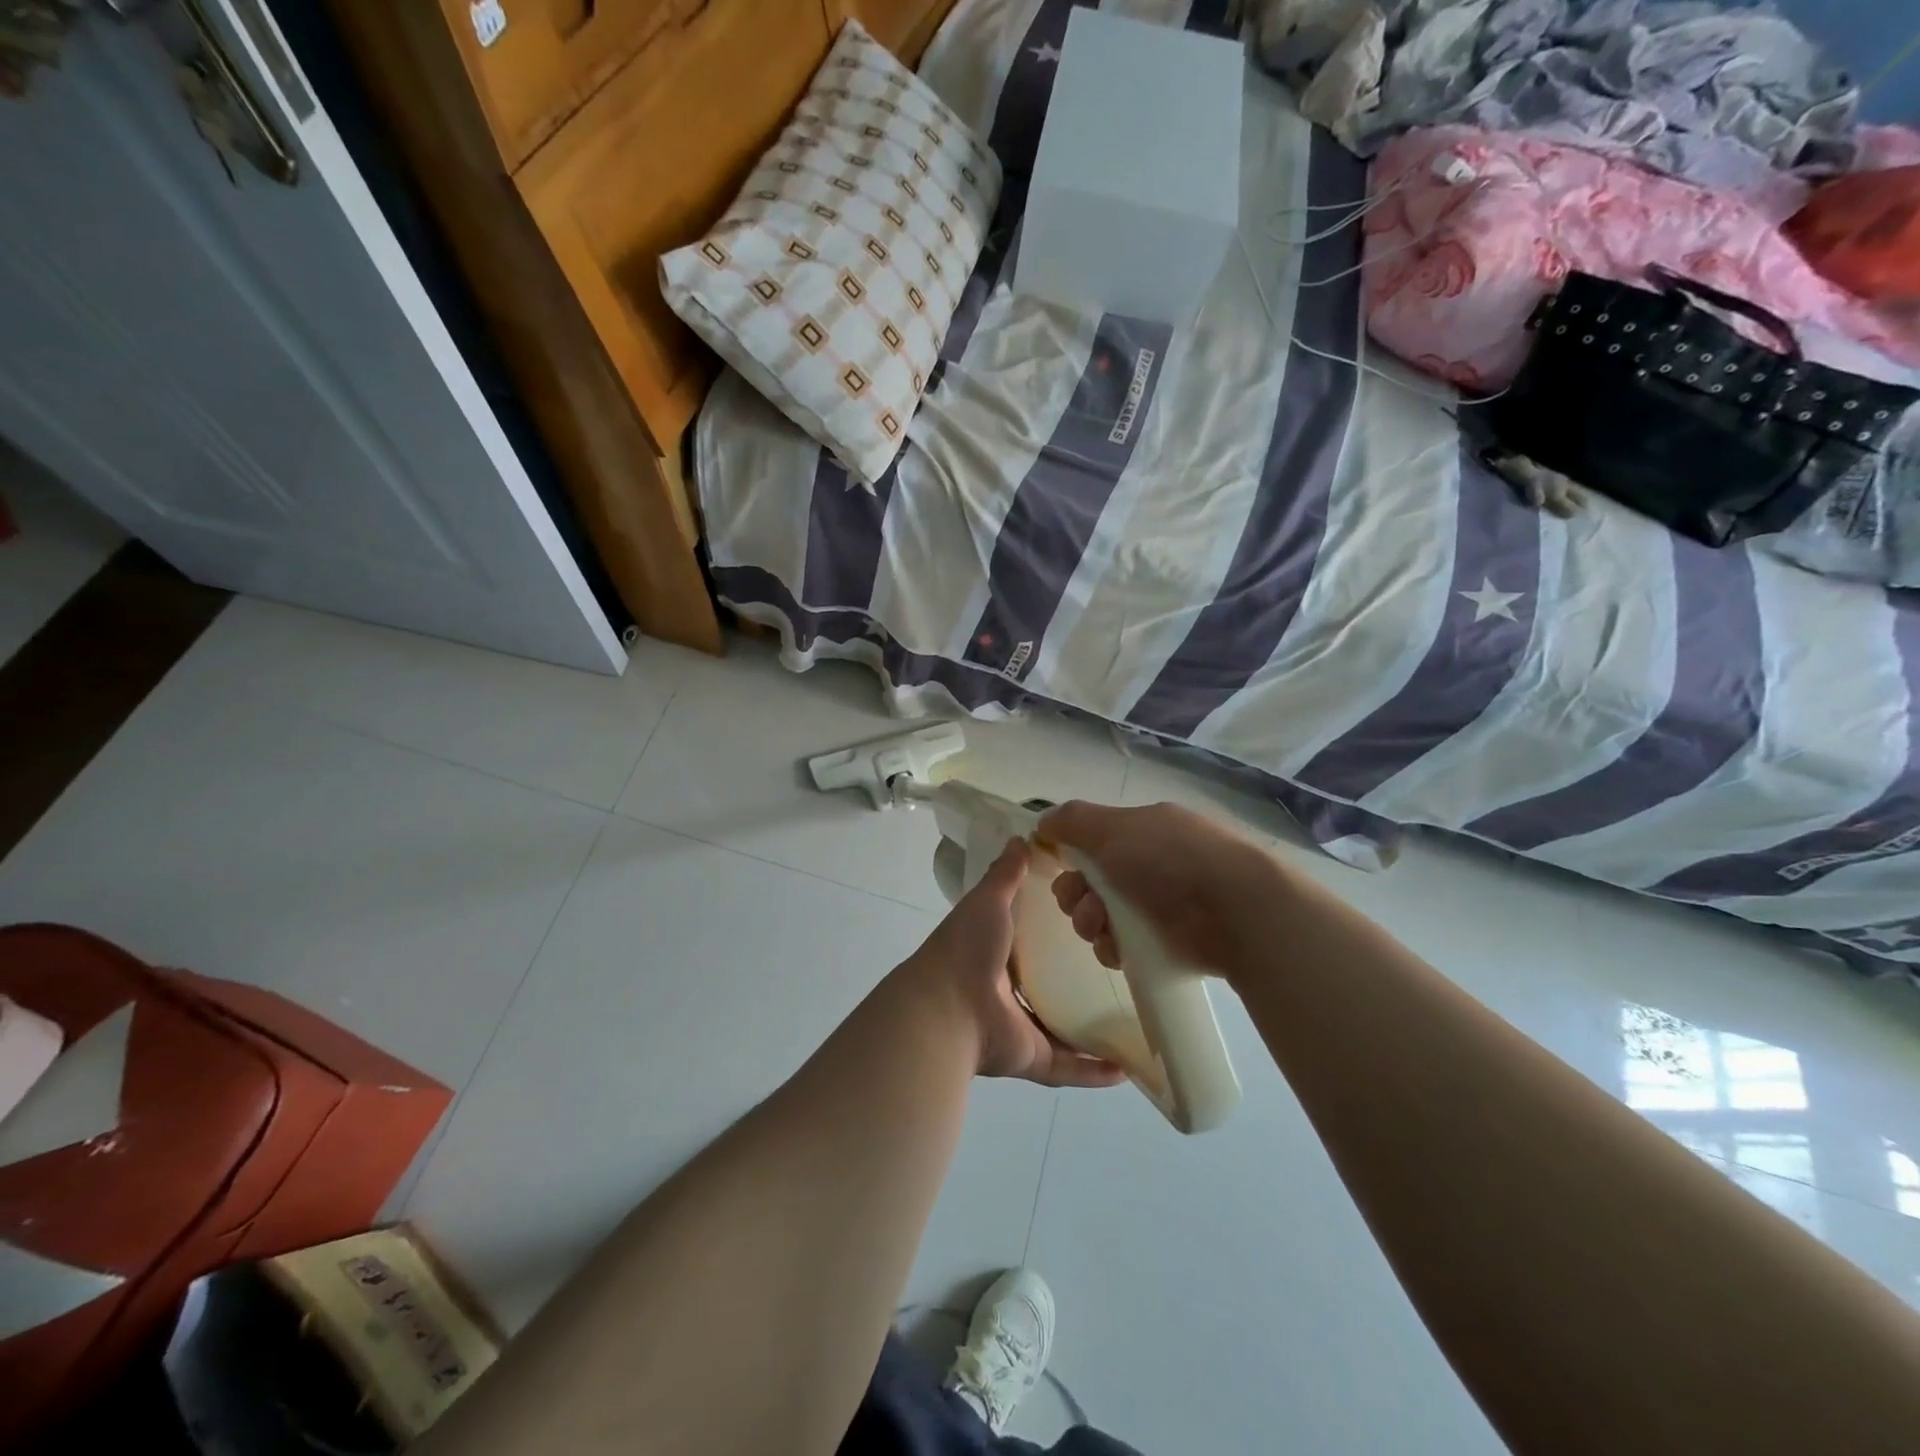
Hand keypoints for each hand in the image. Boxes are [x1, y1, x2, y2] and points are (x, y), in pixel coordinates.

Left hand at [899, 837, 1124, 1088]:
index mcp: (997, 953)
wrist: (947, 1007)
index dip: (1059, 931)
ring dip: (1093, 1028)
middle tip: (1123, 968)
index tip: (1096, 918)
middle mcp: (1008, 991)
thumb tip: (1022, 838)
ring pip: (1063, 1029)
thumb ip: (1006, 874)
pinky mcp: (1031, 1058)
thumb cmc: (967, 947)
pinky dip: (1093, 1071)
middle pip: (1050, 985)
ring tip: (1135, 1017)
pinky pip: (1068, 1067)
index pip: (1033, 940)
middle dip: (1080, 980)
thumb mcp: (988, 900)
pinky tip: (1126, 1068)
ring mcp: (1020, 1027)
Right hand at [1040, 800, 1279, 975]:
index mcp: (1143, 831)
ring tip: (1101, 928)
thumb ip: (1073, 821)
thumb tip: (1043, 822)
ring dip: (1089, 922)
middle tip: (1083, 905)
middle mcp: (1150, 865)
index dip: (1071, 857)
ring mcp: (1160, 906)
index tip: (1060, 868)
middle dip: (1075, 895)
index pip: (1093, 843)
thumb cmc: (1169, 858)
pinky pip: (1122, 947)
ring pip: (1102, 917)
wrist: (1234, 911)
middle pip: (1091, 883)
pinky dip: (1112, 948)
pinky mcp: (1167, 944)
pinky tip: (1118, 949)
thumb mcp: (1114, 827)